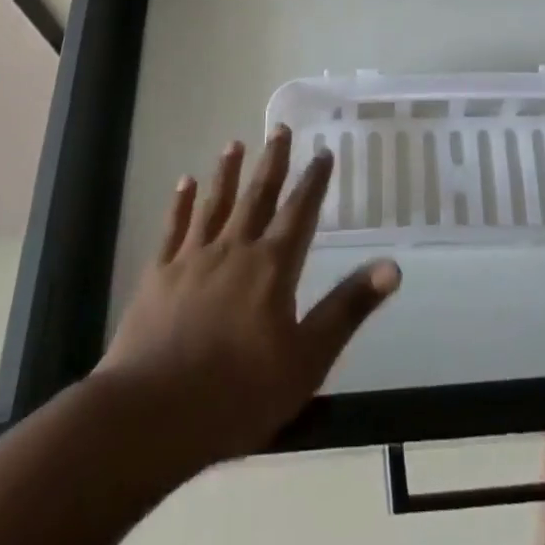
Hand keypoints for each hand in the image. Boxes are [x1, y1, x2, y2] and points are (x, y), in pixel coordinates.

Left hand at [98, 126, 400, 469]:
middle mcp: (234, 250)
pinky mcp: (158, 275)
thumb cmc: (238, 393)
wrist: (152, 415)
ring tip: (234, 144)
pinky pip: (172, 229)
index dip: (313, 181)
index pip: (300, 212)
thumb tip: (392, 266)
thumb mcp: (307, 359)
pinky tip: (184, 183)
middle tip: (279, 129)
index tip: (323, 152)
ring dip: (226, 173)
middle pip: (257, 196)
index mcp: (272, 267)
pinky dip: (180, 204)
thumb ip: (347, 308)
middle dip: (272, 162)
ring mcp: (192, 259)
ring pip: (215, 204)